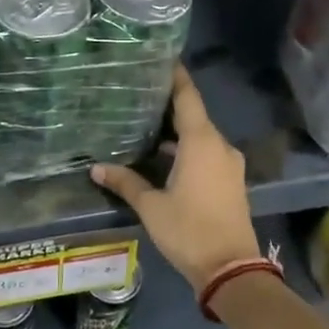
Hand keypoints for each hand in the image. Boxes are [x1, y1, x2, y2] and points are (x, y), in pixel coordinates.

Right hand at [91, 65, 260, 293]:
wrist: (231, 269)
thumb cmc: (189, 230)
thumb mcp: (151, 206)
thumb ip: (126, 182)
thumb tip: (96, 168)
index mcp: (201, 142)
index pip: (188, 97)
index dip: (176, 76)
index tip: (161, 59)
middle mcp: (219, 146)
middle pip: (194, 115)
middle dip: (169, 105)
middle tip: (140, 93)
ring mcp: (228, 164)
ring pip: (200, 137)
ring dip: (178, 131)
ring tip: (146, 124)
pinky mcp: (230, 181)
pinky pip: (207, 153)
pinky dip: (187, 149)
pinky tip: (164, 156)